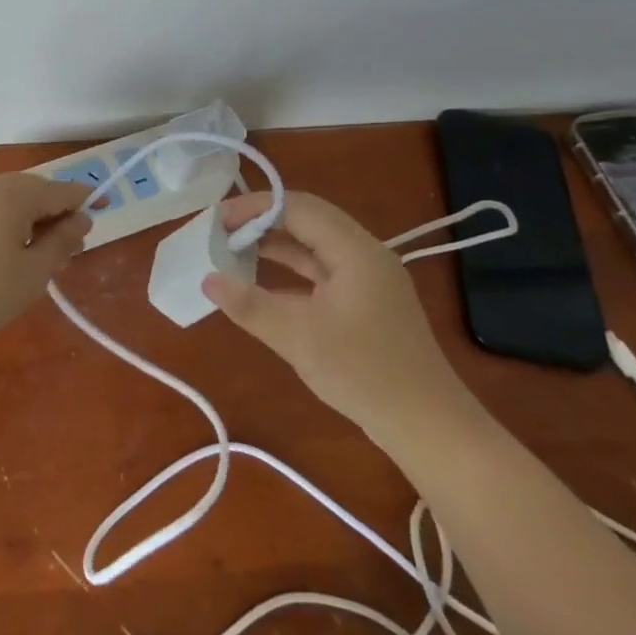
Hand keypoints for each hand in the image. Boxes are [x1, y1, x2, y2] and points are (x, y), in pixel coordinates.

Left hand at [0, 173, 92, 353]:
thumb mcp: (34, 272)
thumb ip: (62, 239)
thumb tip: (81, 218)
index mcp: (12, 194)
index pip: (60, 190)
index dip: (86, 199)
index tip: (107, 207)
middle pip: (36, 190)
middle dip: (58, 214)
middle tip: (72, 249)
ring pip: (13, 199)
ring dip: (34, 219)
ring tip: (45, 256)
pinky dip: (10, 221)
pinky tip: (14, 251)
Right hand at [200, 190, 479, 446]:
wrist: (428, 427)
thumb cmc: (364, 373)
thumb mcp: (298, 338)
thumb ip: (250, 305)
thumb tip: (207, 280)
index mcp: (355, 251)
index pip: (298, 207)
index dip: (254, 208)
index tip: (217, 222)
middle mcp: (364, 254)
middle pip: (306, 219)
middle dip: (261, 221)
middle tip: (220, 233)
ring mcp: (367, 279)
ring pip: (313, 245)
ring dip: (274, 244)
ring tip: (232, 251)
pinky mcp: (364, 302)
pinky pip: (319, 270)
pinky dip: (288, 270)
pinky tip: (260, 283)